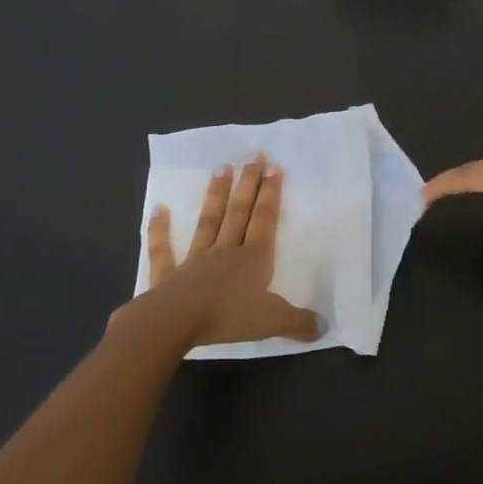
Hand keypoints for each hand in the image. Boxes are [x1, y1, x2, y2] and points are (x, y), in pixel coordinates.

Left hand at [116, 157, 321, 348]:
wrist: (174, 323)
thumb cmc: (227, 317)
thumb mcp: (272, 322)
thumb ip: (298, 323)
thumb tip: (324, 326)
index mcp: (253, 259)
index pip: (264, 220)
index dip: (271, 194)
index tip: (274, 167)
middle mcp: (225, 251)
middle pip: (239, 212)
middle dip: (248, 184)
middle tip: (253, 157)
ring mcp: (195, 260)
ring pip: (208, 222)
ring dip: (215, 195)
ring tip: (221, 168)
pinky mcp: (168, 275)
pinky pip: (164, 250)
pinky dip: (160, 230)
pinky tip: (159, 210)